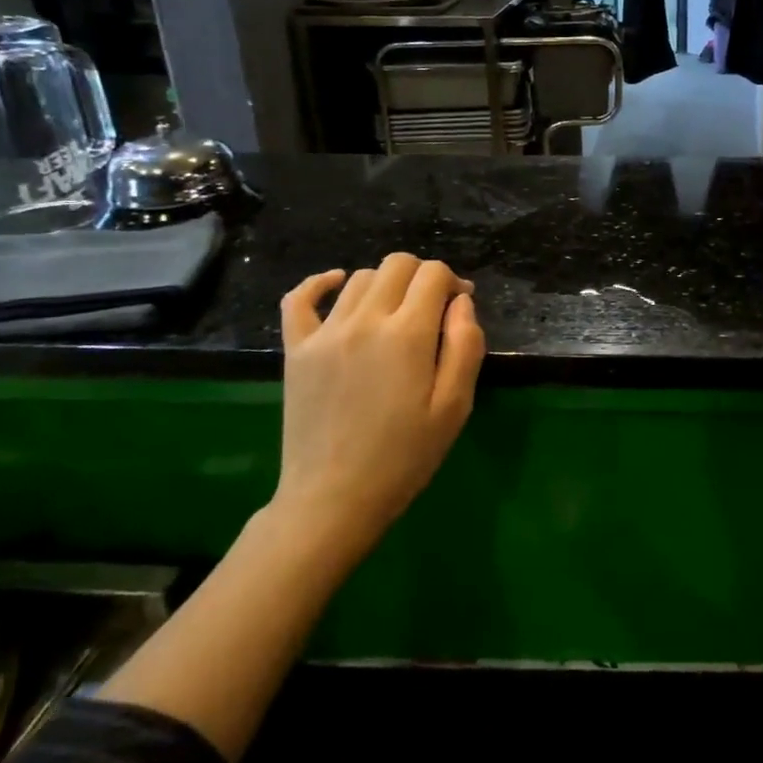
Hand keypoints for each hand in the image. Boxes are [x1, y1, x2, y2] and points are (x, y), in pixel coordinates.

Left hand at [272, 253, 484, 561]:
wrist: (334, 497)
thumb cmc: (405, 456)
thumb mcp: (455, 406)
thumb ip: (466, 345)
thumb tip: (461, 301)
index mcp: (408, 334)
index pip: (433, 274)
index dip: (453, 282)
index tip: (460, 306)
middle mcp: (365, 319)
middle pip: (397, 265)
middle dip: (422, 276)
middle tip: (432, 308)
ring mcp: (325, 332)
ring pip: (360, 277)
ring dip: (386, 283)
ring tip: (396, 312)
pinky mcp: (296, 348)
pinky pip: (300, 298)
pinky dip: (321, 282)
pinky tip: (337, 283)